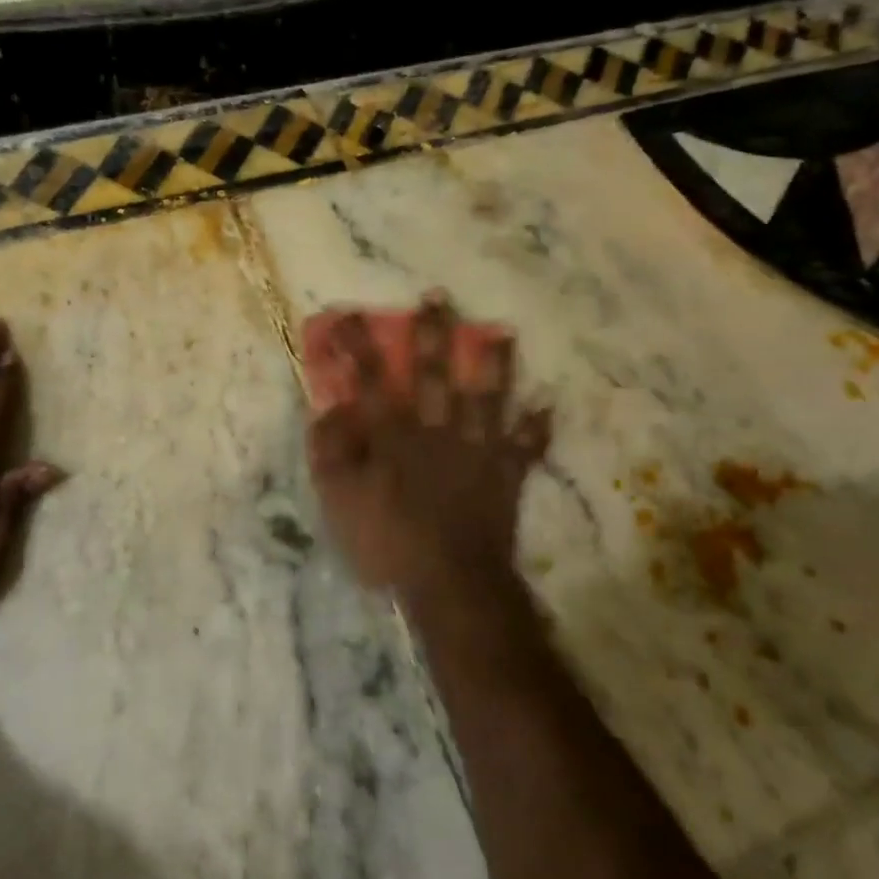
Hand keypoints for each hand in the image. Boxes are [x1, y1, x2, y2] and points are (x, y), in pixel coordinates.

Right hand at [306, 293, 549, 606]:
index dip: (357, 345)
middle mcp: (437, 430)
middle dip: (433, 334)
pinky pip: (526, 447)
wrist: (450, 580)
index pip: (370, 379)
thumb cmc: (387, 541)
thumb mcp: (338, 500)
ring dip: (496, 364)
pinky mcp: (505, 474)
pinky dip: (538, 427)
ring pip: (488, 397)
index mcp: (394, 434)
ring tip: (504, 333)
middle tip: (440, 297)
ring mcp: (477, 450)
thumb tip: (329, 409)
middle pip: (434, 373)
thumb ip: (330, 451)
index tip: (349, 313)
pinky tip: (549, 405)